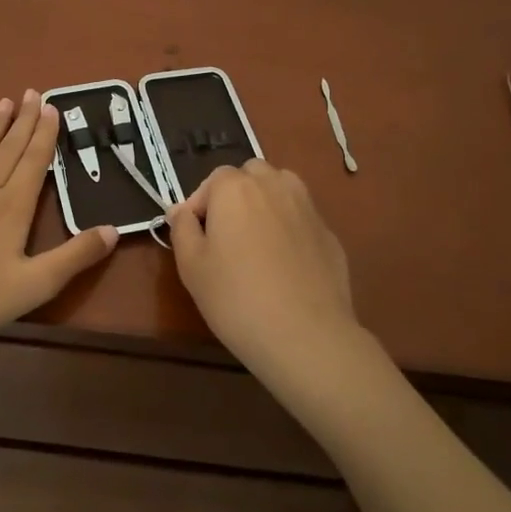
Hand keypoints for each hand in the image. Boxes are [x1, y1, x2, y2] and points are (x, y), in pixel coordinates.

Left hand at [0, 91, 118, 345]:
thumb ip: (75, 256)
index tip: (52, 107)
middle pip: (8, 149)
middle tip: (32, 92)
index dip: (45, 134)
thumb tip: (114, 229)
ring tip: (4, 102)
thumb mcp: (36, 285)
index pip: (35, 161)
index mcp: (13, 207)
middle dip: (23, 120)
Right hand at [167, 160, 364, 377]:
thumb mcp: (191, 266)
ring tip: (256, 243)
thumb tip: (181, 210)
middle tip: (226, 236)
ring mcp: (307, 207)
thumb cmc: (236, 298)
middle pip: (250, 176)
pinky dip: (290, 229)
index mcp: (235, 188)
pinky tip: (285, 266)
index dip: (200, 206)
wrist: (305, 335)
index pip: (212, 180)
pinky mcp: (329, 233)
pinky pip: (301, 219)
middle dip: (235, 196)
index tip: (196, 238)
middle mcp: (274, 185)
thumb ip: (182, 229)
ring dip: (265, 204)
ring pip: (281, 190)